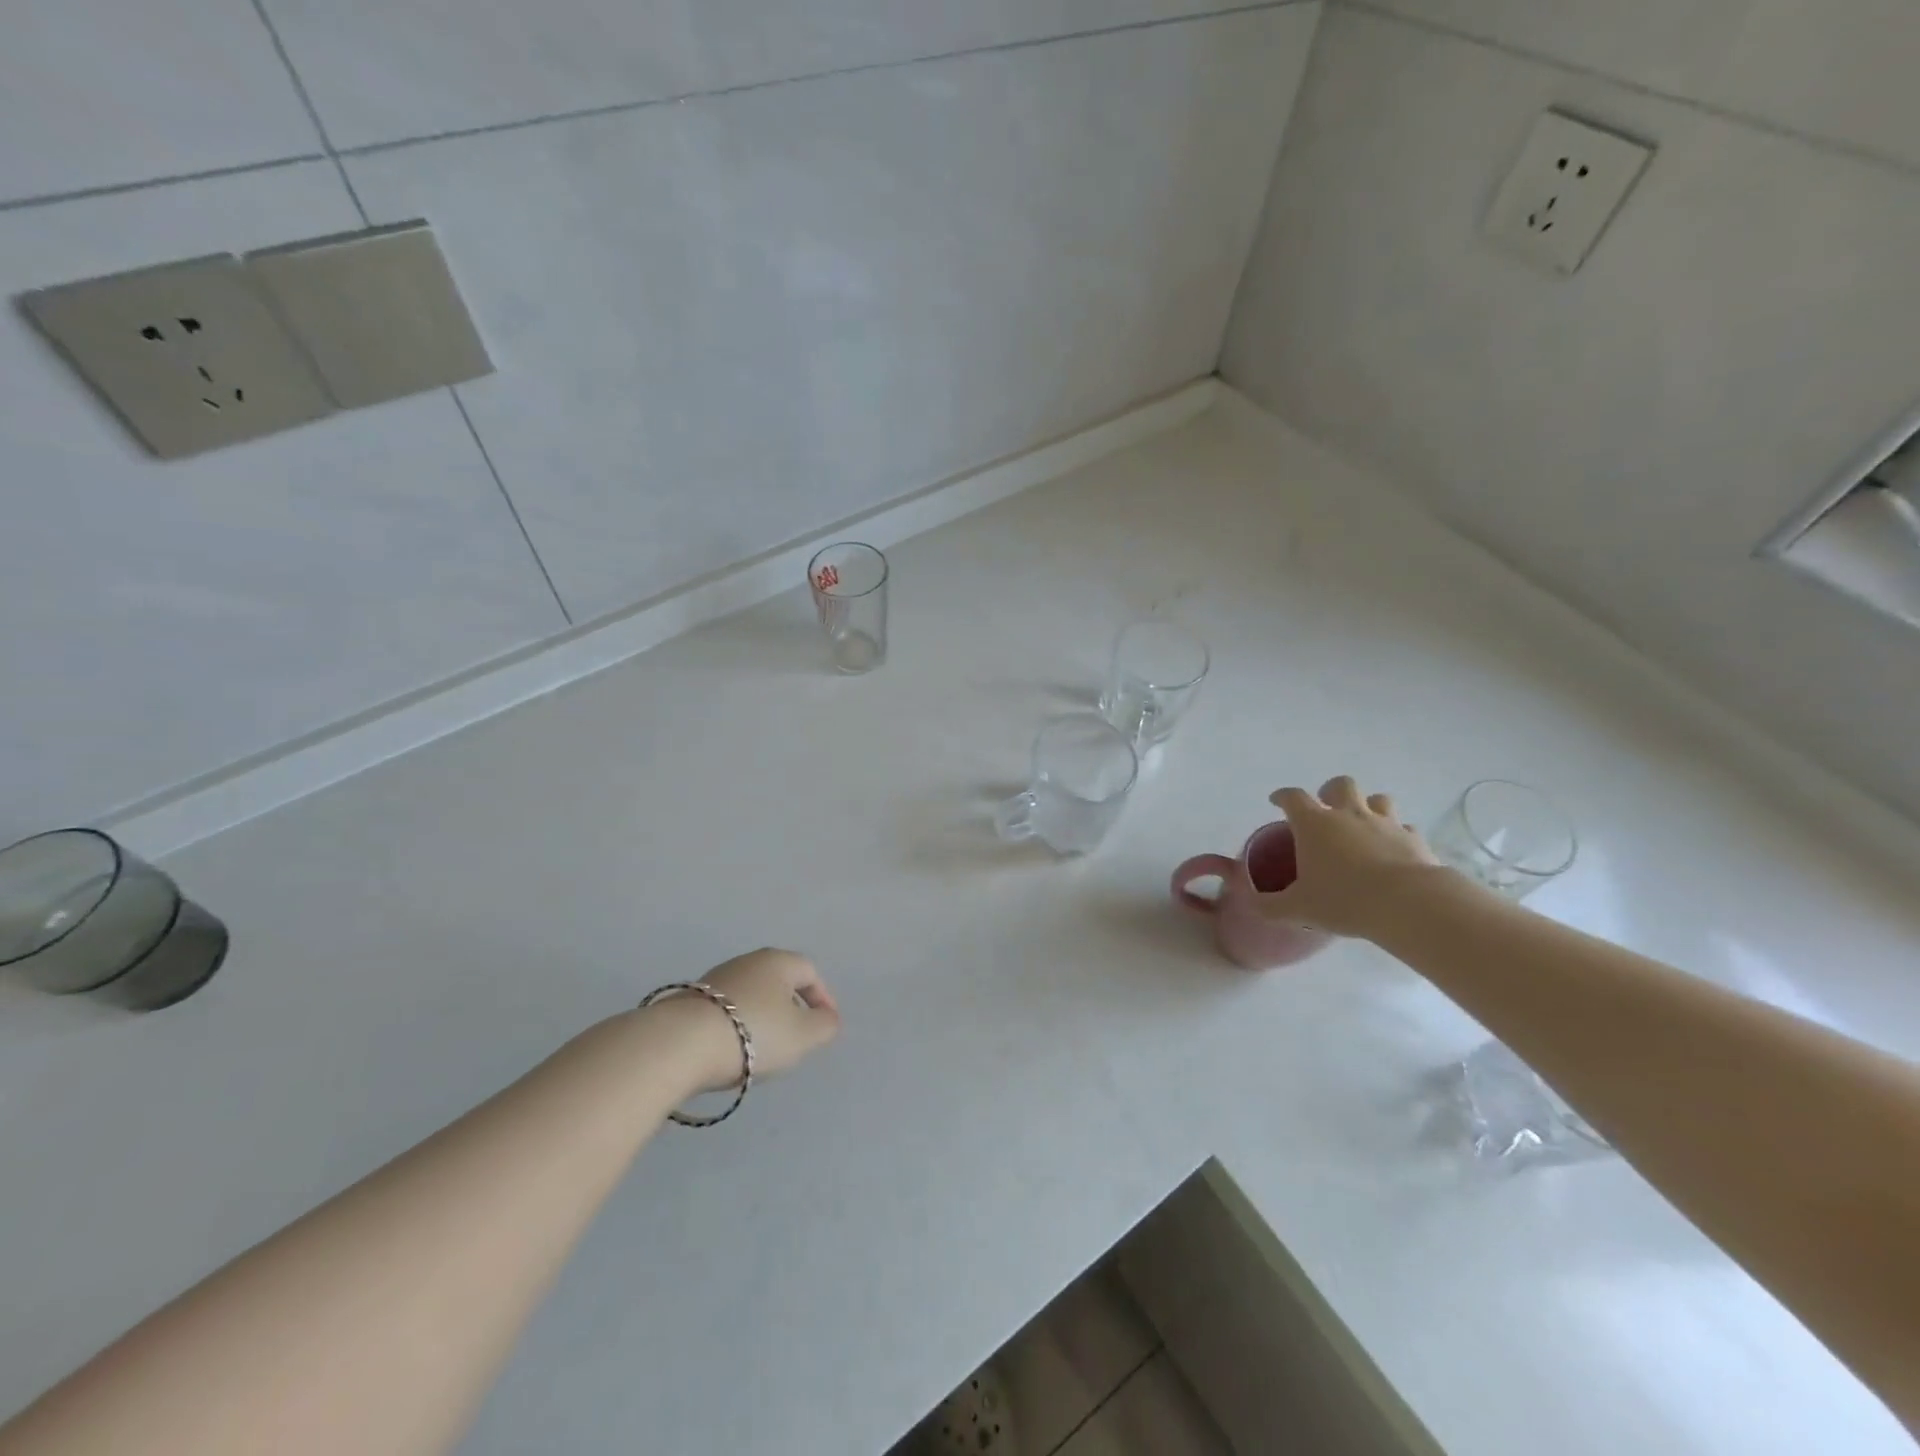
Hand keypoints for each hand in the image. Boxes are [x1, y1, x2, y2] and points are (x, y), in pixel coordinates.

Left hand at [657, 948, 841, 1093]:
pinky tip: (731, 1050)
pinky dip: (736, 1026)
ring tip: (762, 1050)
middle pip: (779, 981)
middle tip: (796, 1038)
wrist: (680, 1044)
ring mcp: (715, 979)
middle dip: (791, 1007)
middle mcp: (747, 961)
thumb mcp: (802, 1035)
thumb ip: (824, 1026)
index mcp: (778, 961)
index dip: (822, 998)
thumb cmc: (753, 1033)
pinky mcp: (689, 1000)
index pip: (810, 972)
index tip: (824, 1026)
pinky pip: (725, 1010)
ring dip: (762, 1018)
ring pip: (751, 995)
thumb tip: (828, 1018)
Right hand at [1259, 776, 1445, 938]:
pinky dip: (1398, 834)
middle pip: (1340, 784)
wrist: (1408, 905)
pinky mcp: (1414, 839)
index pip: (1292, 797)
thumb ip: (1270, 905)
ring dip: (1369, 806)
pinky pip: (1405, 828)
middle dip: (1331, 791)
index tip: (1276, 801)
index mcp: (1314, 824)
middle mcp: (1348, 814)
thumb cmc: (1344, 900)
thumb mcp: (1298, 908)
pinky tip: (1394, 850)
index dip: (1282, 796)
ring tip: (1363, 825)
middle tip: (1326, 809)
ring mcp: (1385, 823)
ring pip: (1378, 799)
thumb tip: (1251, 904)